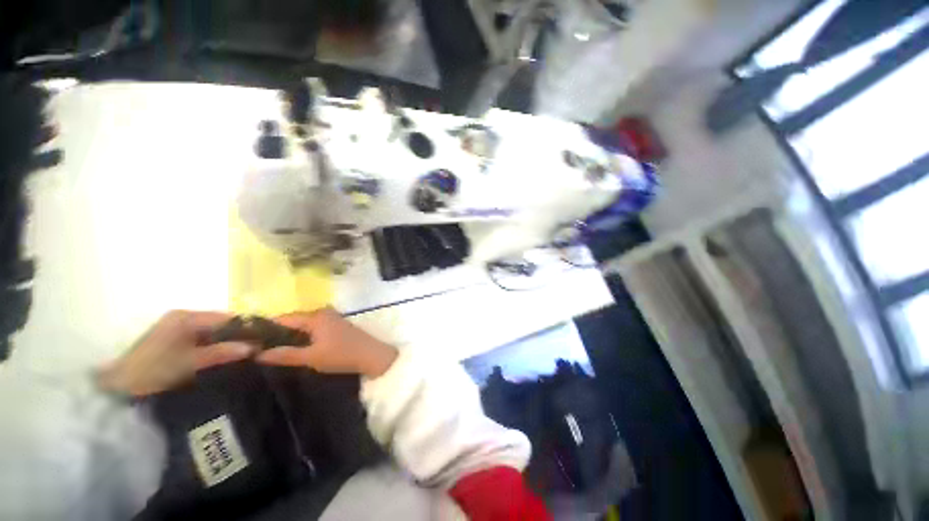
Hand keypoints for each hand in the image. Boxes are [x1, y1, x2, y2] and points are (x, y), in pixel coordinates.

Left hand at [98, 311, 254, 396]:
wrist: (112, 386)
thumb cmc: (150, 372)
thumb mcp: (186, 363)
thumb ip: (220, 353)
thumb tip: (254, 347)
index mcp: (187, 317)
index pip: (229, 317)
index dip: (248, 328)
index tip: (265, 341)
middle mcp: (185, 316)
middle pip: (223, 323)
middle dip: (240, 335)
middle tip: (258, 350)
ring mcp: (179, 327)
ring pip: (215, 332)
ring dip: (229, 342)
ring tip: (246, 356)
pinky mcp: (175, 339)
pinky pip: (205, 339)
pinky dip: (217, 347)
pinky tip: (224, 358)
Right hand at [256, 308, 397, 377]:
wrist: (372, 356)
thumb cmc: (341, 355)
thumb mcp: (311, 357)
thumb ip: (285, 355)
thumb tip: (256, 354)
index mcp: (315, 316)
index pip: (283, 319)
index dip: (265, 329)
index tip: (248, 341)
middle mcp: (322, 312)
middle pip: (293, 321)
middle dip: (277, 333)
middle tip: (258, 349)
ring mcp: (331, 317)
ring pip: (303, 325)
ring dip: (290, 335)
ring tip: (272, 350)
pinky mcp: (336, 325)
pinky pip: (313, 328)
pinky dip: (303, 336)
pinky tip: (295, 348)